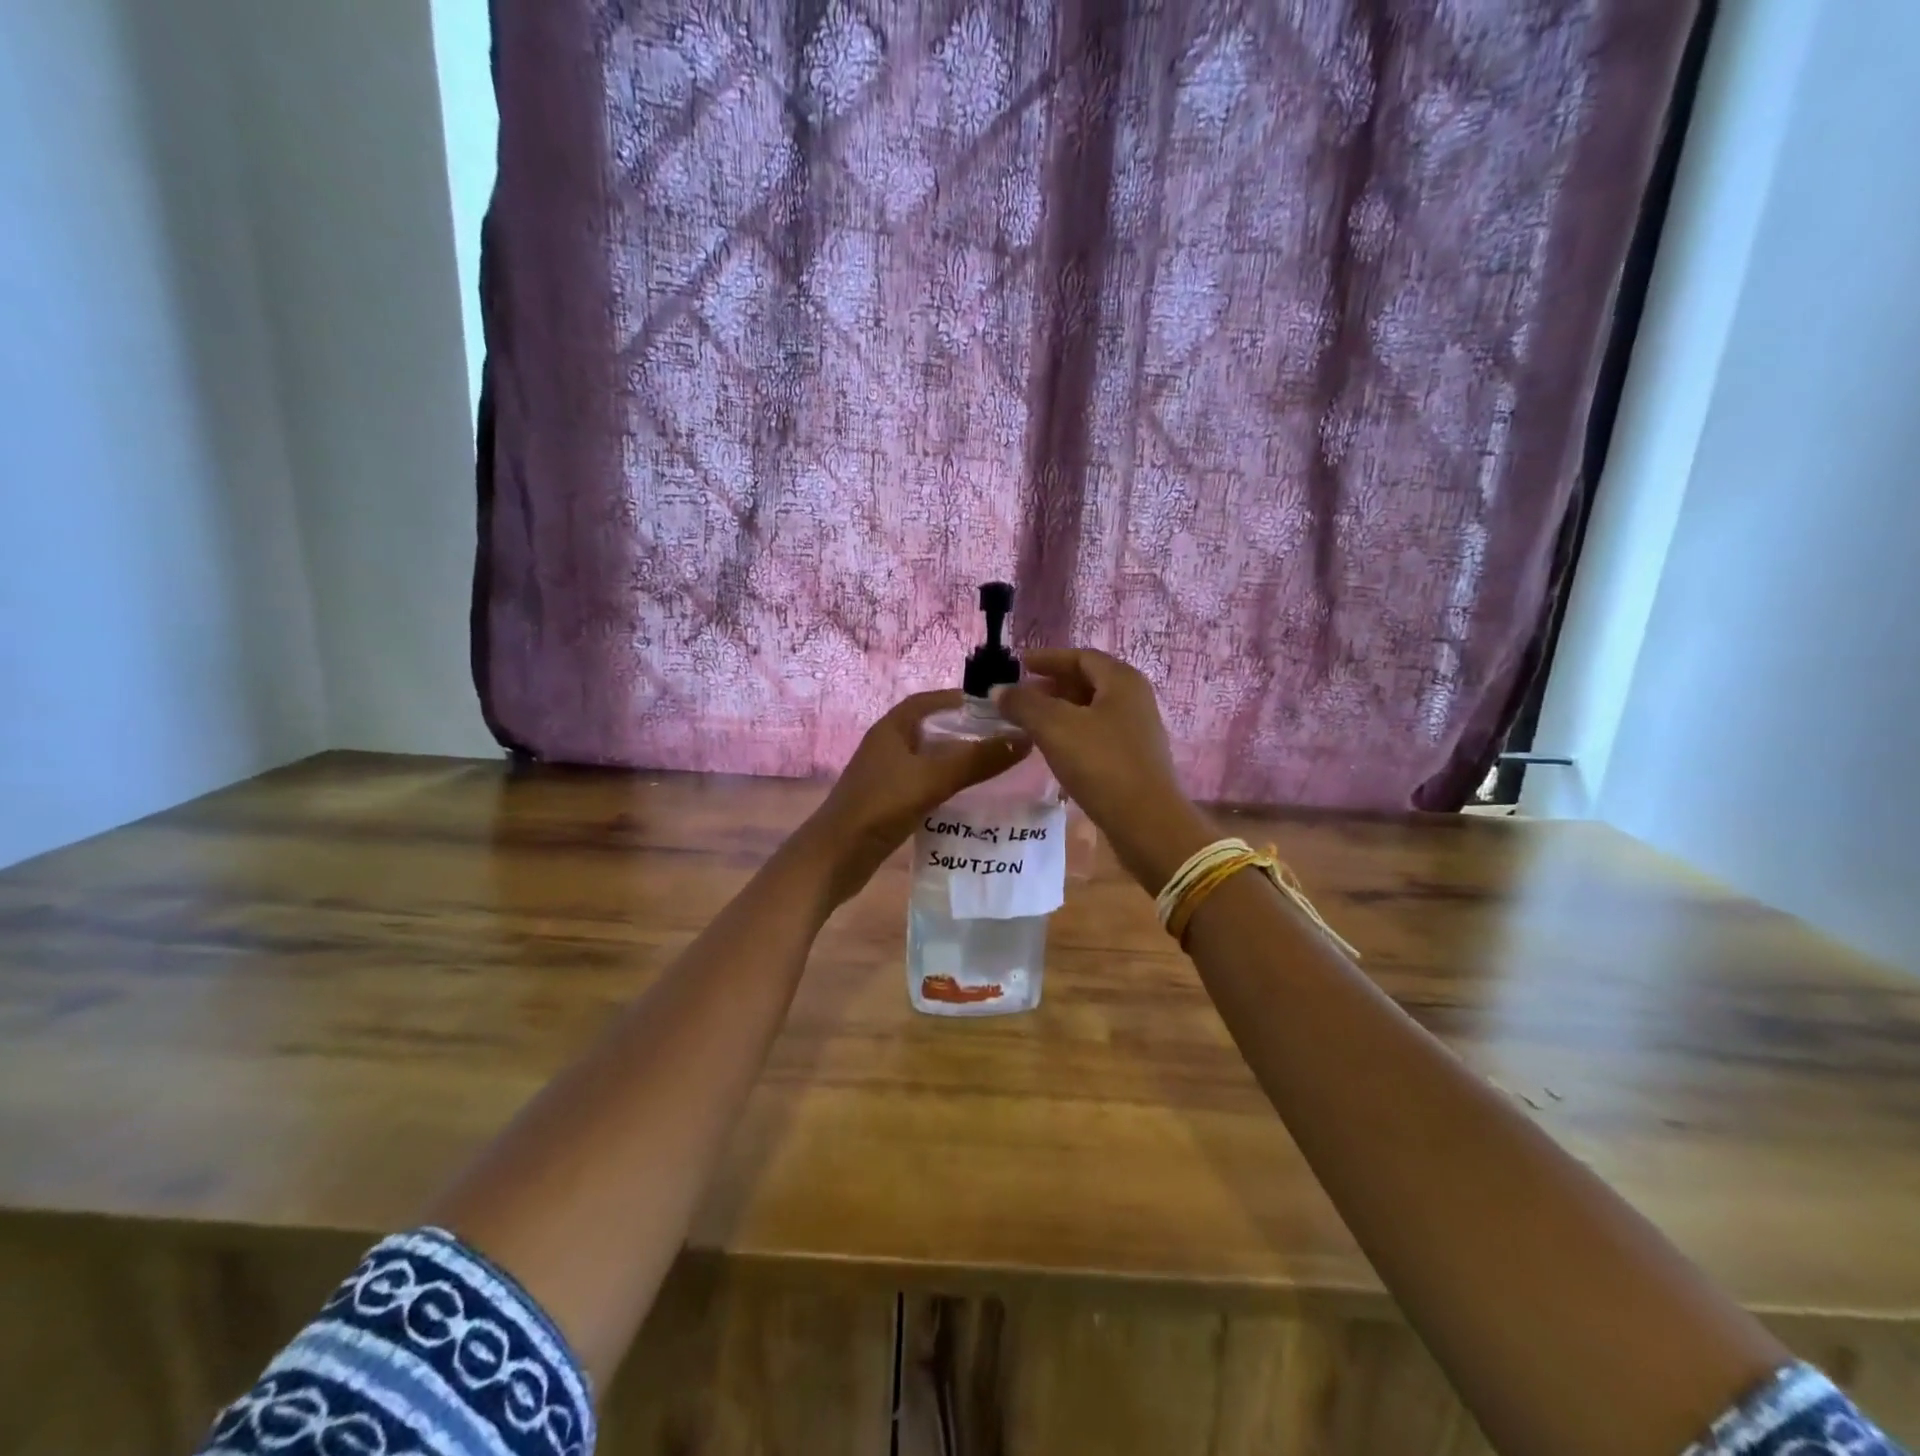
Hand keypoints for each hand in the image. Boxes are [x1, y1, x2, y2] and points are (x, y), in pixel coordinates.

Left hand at [801, 690, 1029, 907]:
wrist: (835, 857)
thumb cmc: (880, 806)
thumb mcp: (932, 778)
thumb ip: (976, 760)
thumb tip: (1024, 739)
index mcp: (892, 729)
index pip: (929, 701)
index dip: (959, 700)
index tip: (995, 707)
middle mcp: (887, 746)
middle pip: (931, 729)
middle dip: (964, 731)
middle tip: (1003, 738)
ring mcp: (886, 775)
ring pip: (928, 759)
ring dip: (956, 760)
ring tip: (994, 766)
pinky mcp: (888, 802)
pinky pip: (924, 784)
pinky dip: (946, 785)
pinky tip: (968, 796)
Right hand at [991, 649, 1211, 892]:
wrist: (1146, 822)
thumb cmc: (1101, 764)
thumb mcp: (1055, 728)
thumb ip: (1024, 704)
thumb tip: (998, 690)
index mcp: (1121, 680)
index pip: (1080, 656)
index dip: (1047, 659)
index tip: (1019, 665)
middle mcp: (1134, 699)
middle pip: (1088, 681)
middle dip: (1052, 685)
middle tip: (1020, 695)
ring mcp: (1137, 730)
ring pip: (1092, 710)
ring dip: (1060, 711)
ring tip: (1029, 722)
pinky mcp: (1134, 759)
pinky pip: (1097, 734)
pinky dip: (1072, 733)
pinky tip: (1053, 749)